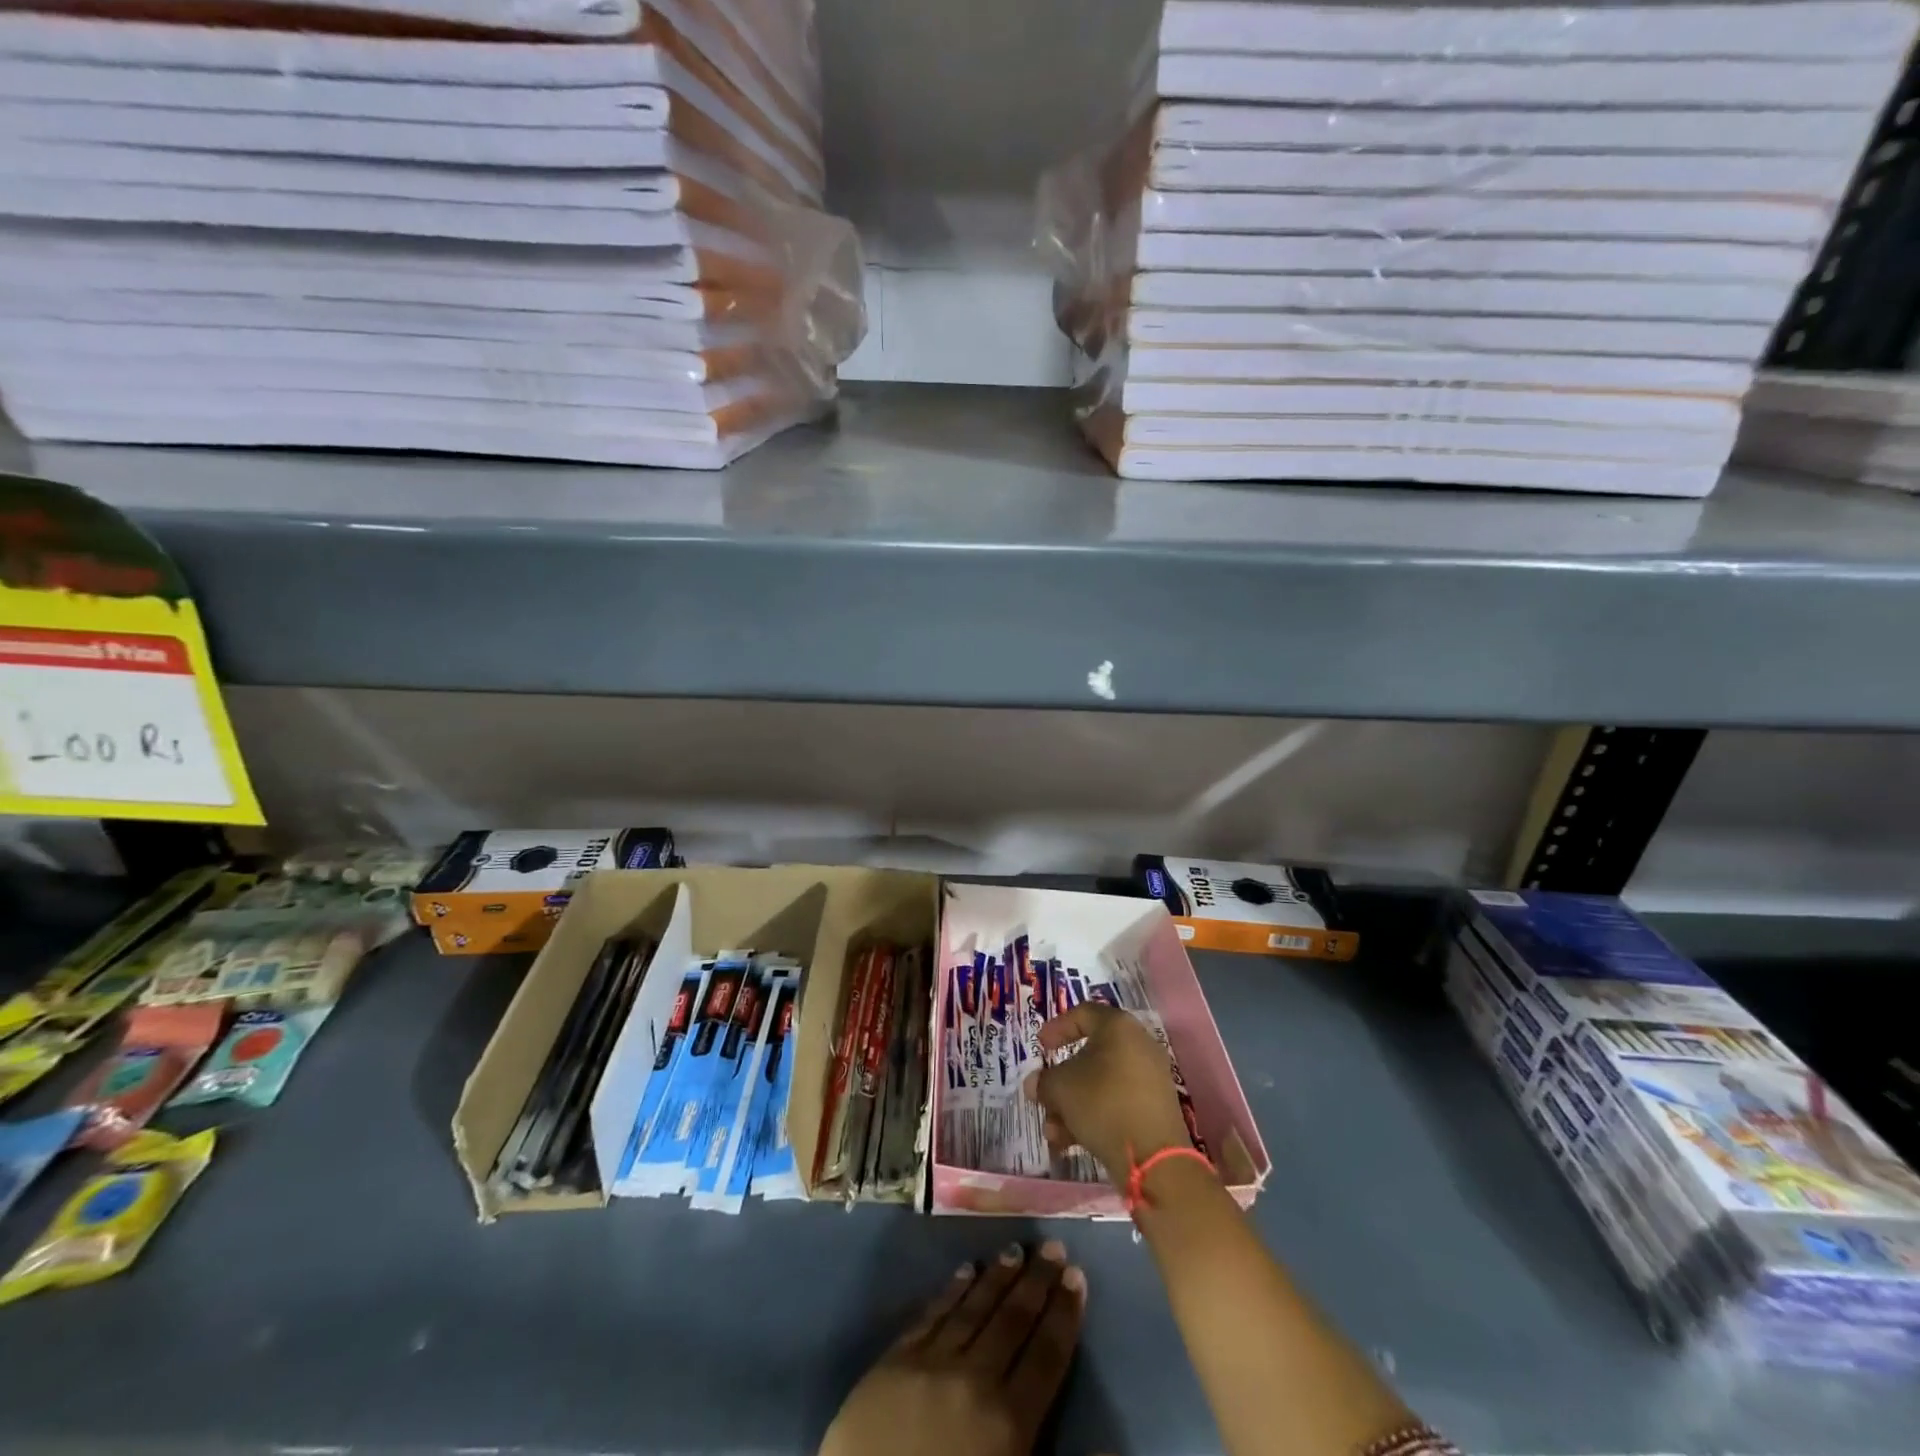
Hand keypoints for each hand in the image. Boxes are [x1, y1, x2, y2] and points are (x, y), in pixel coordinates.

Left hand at [820, 1242, 1085, 1455]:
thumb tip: (1114, 1446)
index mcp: (1009, 1423)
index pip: (1046, 1357)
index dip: (1064, 1315)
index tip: (1077, 1276)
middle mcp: (974, 1380)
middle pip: (1012, 1321)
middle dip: (1036, 1281)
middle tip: (1053, 1245)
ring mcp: (930, 1364)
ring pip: (973, 1308)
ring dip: (997, 1277)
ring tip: (1015, 1249)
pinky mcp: (893, 1362)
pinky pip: (930, 1316)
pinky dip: (951, 1291)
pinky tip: (965, 1270)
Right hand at [1025, 1002, 1192, 1187]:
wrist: (1154, 1157)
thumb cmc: (1102, 1104)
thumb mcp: (1061, 1088)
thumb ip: (1044, 1082)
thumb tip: (1036, 1085)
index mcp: (1118, 1027)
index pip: (1083, 1014)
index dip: (1057, 1027)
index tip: (1040, 1047)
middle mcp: (1138, 1045)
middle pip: (1090, 1055)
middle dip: (1062, 1080)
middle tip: (1044, 1097)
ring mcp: (1150, 1077)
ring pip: (1101, 1083)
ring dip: (1073, 1105)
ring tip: (1053, 1132)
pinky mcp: (1155, 1107)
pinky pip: (1117, 1102)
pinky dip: (1094, 1116)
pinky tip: (1071, 1143)